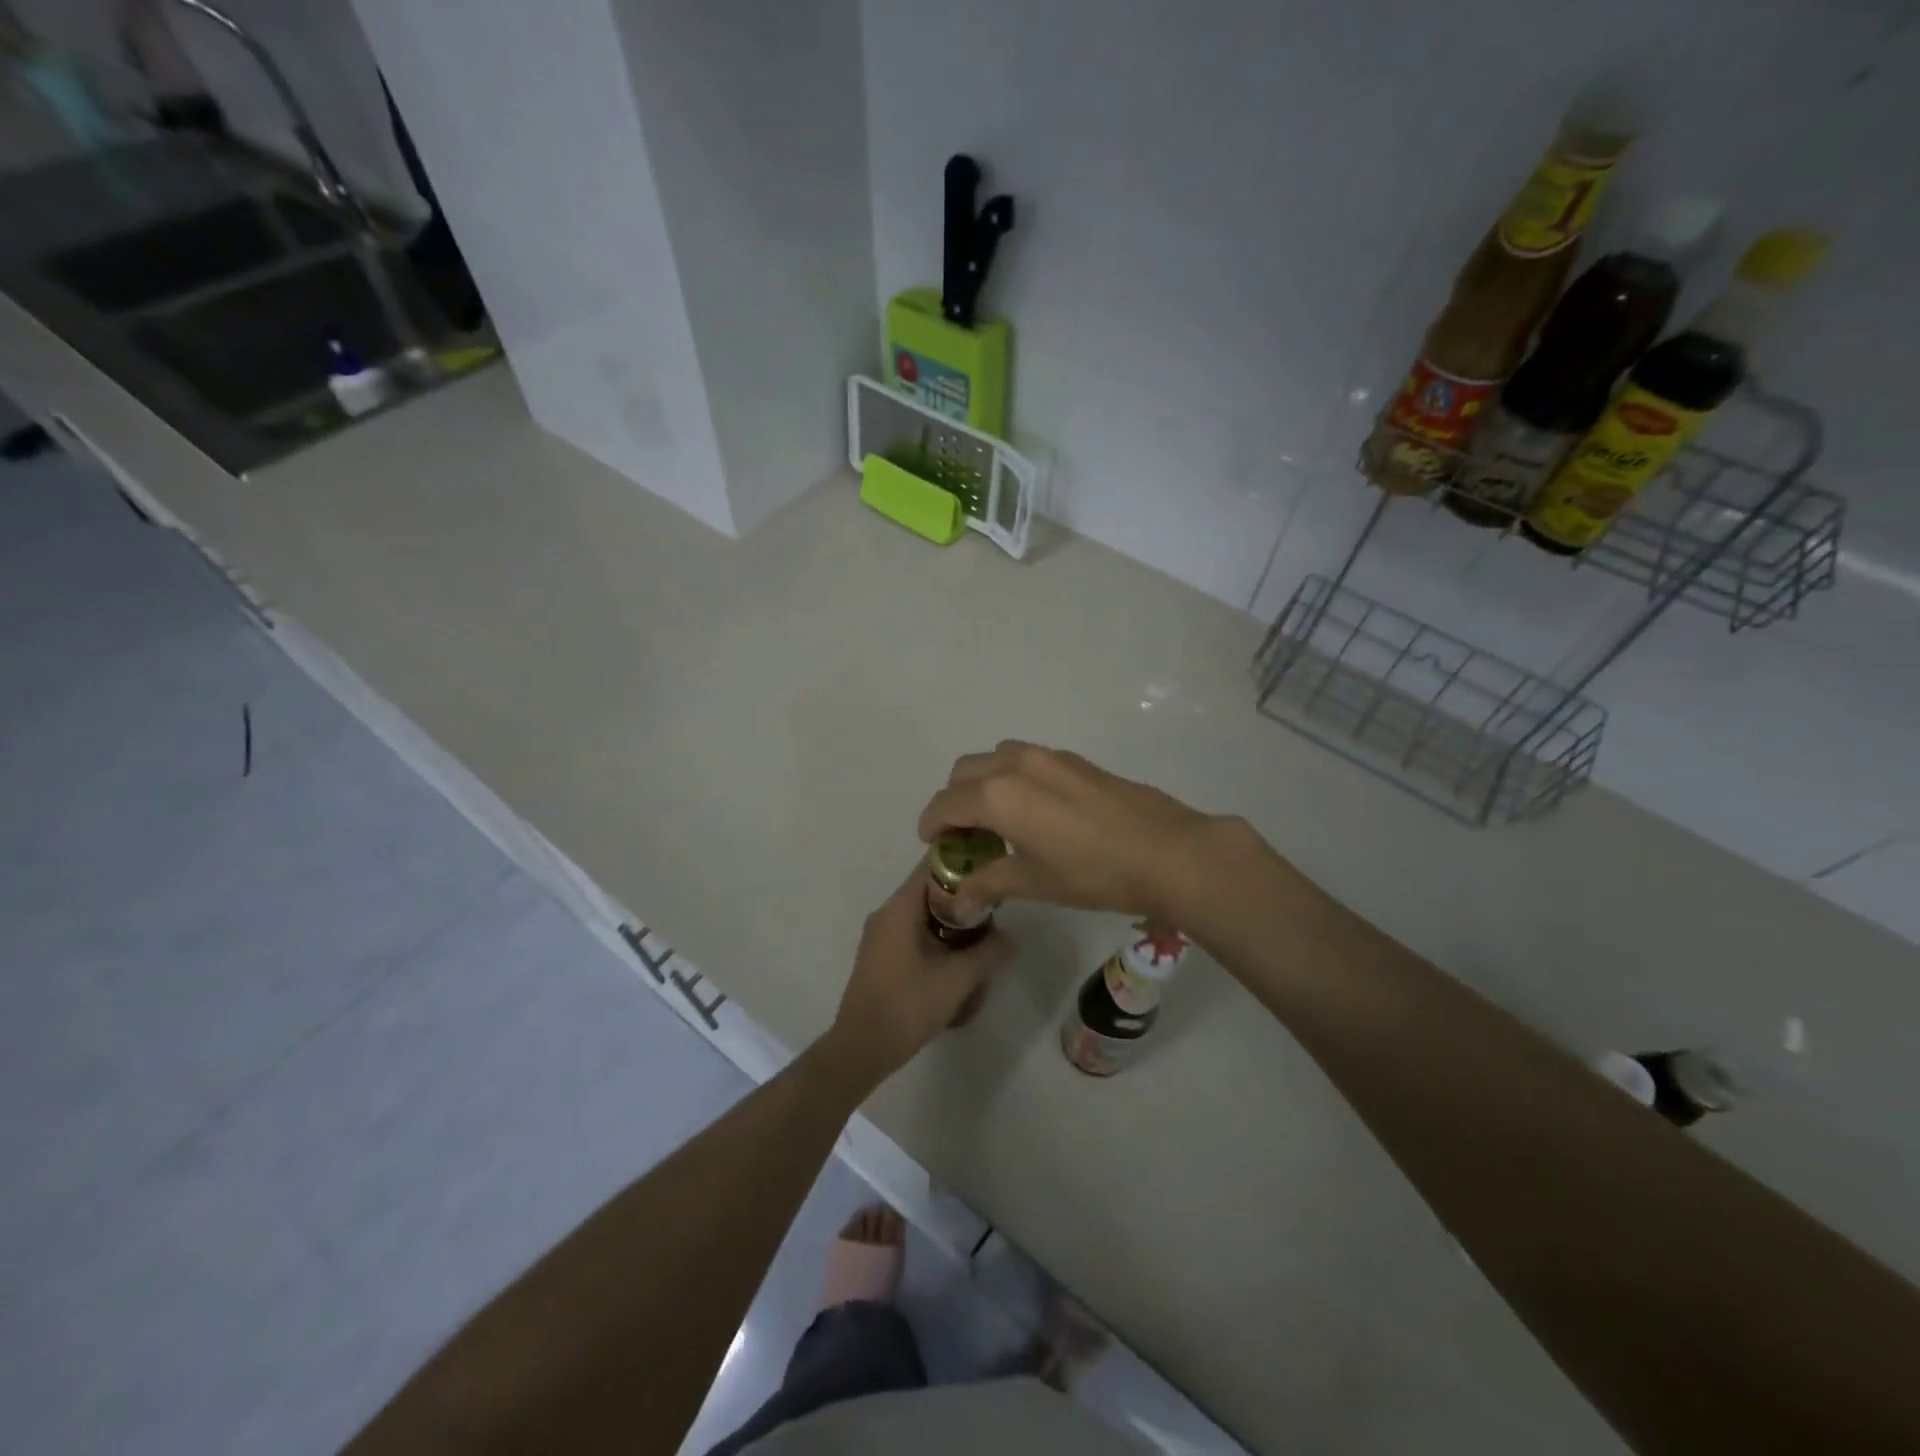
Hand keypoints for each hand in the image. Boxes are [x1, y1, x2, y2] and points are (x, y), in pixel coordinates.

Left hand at [824, 863, 1011, 1085]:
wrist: (862, 1048)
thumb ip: (989, 952)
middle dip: (963, 895)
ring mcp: (881, 935)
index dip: (963, 861)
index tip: (991, 868)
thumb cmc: (908, 1005)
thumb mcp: (958, 979)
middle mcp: (887, 913)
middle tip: (996, 907)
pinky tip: (959, 954)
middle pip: (929, 889)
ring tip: (984, 932)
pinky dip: (937, 934)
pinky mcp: (882, 955)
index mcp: (899, 908)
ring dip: (952, 918)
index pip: (931, 866)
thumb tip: (1012, 936)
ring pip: (923, 912)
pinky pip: (913, 930)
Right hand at [916, 741, 1238, 922]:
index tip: (932, 843)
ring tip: (997, 818)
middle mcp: (1017, 764)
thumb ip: (989, 883)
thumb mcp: (1034, 883)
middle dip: (953, 800)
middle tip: (963, 834)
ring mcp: (1049, 756)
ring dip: (983, 782)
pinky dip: (1012, 777)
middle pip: (965, 771)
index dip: (931, 824)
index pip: (946, 803)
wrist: (1168, 852)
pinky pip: (1026, 760)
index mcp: (998, 794)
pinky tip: (1035, 810)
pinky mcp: (1075, 760)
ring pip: (996, 758)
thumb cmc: (1093, 873)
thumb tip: (956, 901)